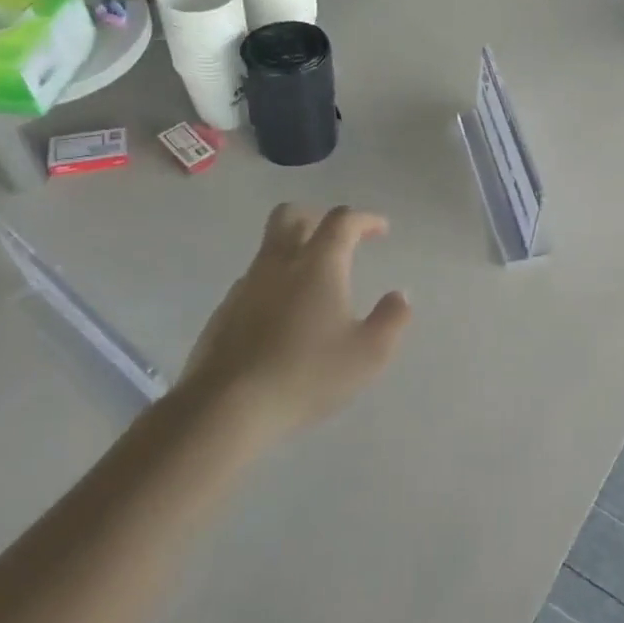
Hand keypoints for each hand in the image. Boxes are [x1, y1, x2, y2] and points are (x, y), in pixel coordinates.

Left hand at [180, 204, 411, 437]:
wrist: (227, 407)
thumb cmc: (307, 375)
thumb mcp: (368, 354)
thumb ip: (391, 319)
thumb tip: (399, 296)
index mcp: (318, 265)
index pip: (341, 221)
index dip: (364, 219)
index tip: (380, 230)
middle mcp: (279, 264)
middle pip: (291, 215)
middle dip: (318, 217)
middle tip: (338, 238)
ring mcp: (246, 286)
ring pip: (269, 248)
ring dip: (294, 251)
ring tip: (315, 283)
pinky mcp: (224, 312)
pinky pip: (254, 281)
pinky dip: (275, 283)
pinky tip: (284, 316)